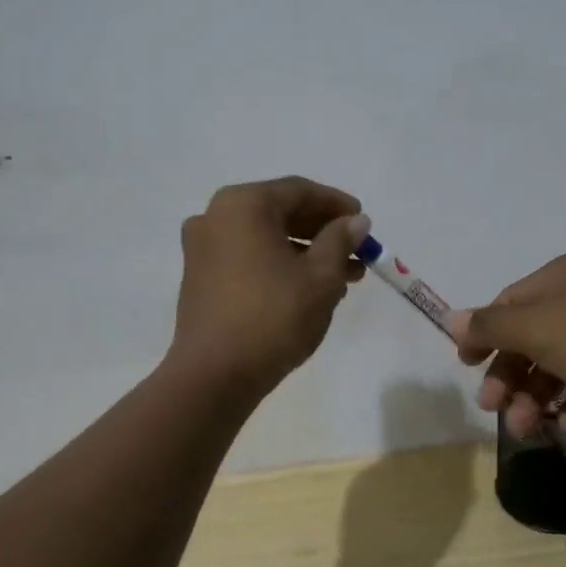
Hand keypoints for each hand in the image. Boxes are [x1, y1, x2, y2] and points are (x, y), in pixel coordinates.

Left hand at [169, 177, 370, 394]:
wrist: (215, 375)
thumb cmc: (273, 316)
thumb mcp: (320, 276)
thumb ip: (340, 240)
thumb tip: (356, 221)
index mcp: (243, 205)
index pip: (299, 191)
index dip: (336, 204)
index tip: (364, 221)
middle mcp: (216, 217)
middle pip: (281, 213)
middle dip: (324, 232)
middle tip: (359, 252)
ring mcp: (203, 249)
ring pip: (266, 239)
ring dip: (306, 253)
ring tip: (345, 278)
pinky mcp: (201, 278)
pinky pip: (249, 258)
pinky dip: (281, 266)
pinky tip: (311, 289)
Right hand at [449, 250, 565, 435]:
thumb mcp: (537, 328)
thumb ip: (491, 326)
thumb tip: (451, 318)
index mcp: (563, 276)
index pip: (510, 303)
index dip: (485, 335)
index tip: (467, 366)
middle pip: (532, 339)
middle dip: (511, 376)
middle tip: (494, 409)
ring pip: (559, 366)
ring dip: (537, 398)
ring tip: (528, 428)